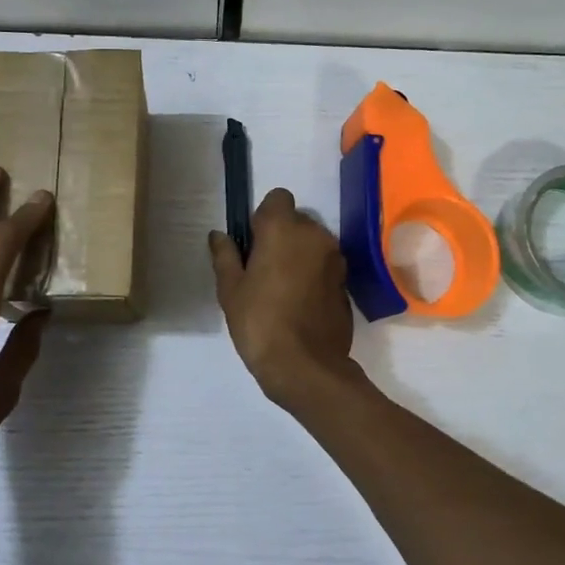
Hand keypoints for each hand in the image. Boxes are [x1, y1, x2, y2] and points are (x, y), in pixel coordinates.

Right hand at [209, 188, 358, 407]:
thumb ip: (225, 256)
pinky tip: (299, 303)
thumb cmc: (260, 321)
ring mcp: (335, 258)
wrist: (306, 365)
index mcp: (284, 229)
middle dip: (282, 236)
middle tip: (262, 269)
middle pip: (297, 220)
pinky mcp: (346, 282)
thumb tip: (218, 236)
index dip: (263, 216)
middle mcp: (315, 234)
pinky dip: (313, 274)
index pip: (277, 198)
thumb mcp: (231, 290)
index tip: (253, 243)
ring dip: (299, 255)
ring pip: (313, 243)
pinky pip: (325, 266)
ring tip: (281, 288)